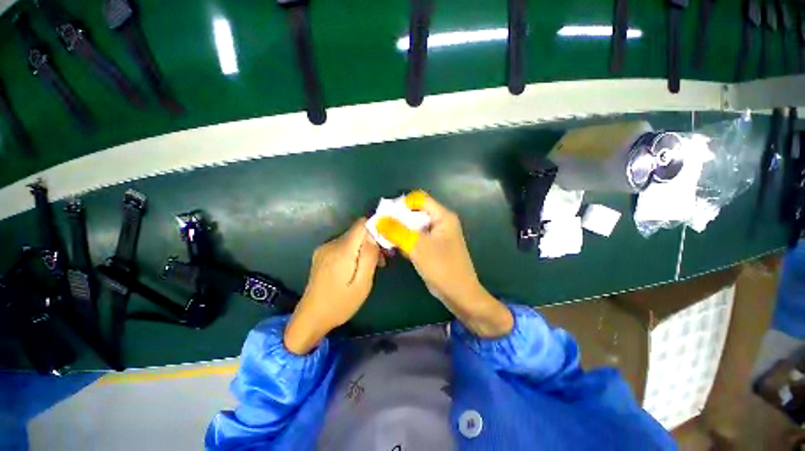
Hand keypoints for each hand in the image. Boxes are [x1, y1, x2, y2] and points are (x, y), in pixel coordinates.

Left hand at [284, 218, 380, 354]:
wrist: (311, 317)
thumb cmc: (340, 304)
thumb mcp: (362, 283)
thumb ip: (368, 256)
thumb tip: (374, 234)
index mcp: (342, 250)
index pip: (361, 224)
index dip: (376, 228)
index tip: (385, 243)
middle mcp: (331, 244)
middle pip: (358, 232)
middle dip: (372, 242)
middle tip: (382, 261)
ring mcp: (325, 248)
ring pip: (352, 238)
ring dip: (364, 248)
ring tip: (371, 267)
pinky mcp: (322, 254)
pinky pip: (344, 245)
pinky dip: (355, 252)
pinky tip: (357, 267)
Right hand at [377, 191, 512, 337]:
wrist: (458, 294)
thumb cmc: (442, 267)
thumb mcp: (418, 247)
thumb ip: (397, 231)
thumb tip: (379, 219)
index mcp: (442, 216)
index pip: (419, 199)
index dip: (402, 204)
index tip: (386, 215)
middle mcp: (440, 222)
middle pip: (415, 212)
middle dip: (398, 219)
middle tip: (381, 228)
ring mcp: (436, 235)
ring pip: (413, 226)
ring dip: (399, 231)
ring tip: (385, 239)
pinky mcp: (432, 246)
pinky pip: (415, 237)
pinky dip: (405, 241)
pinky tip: (394, 248)